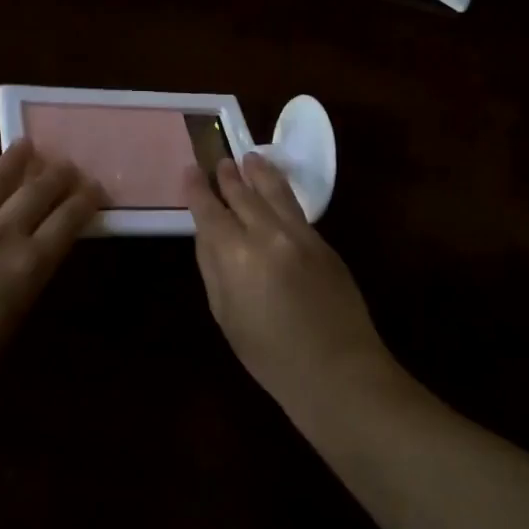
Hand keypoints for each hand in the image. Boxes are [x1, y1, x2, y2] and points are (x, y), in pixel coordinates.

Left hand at [0, 141, 99, 398]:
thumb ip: (24, 285)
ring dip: (17, 160)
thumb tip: (31, 258)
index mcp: (27, 267)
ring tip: (28, 146)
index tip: (95, 187)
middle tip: (69, 165)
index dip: (85, 201)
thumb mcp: (7, 328)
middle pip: (37, 192)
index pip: (67, 222)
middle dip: (58, 175)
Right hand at [184, 154, 394, 406]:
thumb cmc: (269, 355)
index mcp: (236, 255)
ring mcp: (301, 235)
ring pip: (276, 192)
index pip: (210, 211)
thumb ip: (213, 267)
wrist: (338, 370)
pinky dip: (282, 193)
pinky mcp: (324, 243)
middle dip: (229, 176)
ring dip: (259, 173)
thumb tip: (208, 234)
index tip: (190, 170)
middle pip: (244, 195)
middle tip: (220, 160)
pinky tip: (277, 190)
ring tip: (250, 158)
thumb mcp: (226, 315)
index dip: (197, 189)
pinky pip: (296, 209)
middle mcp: (268, 234)